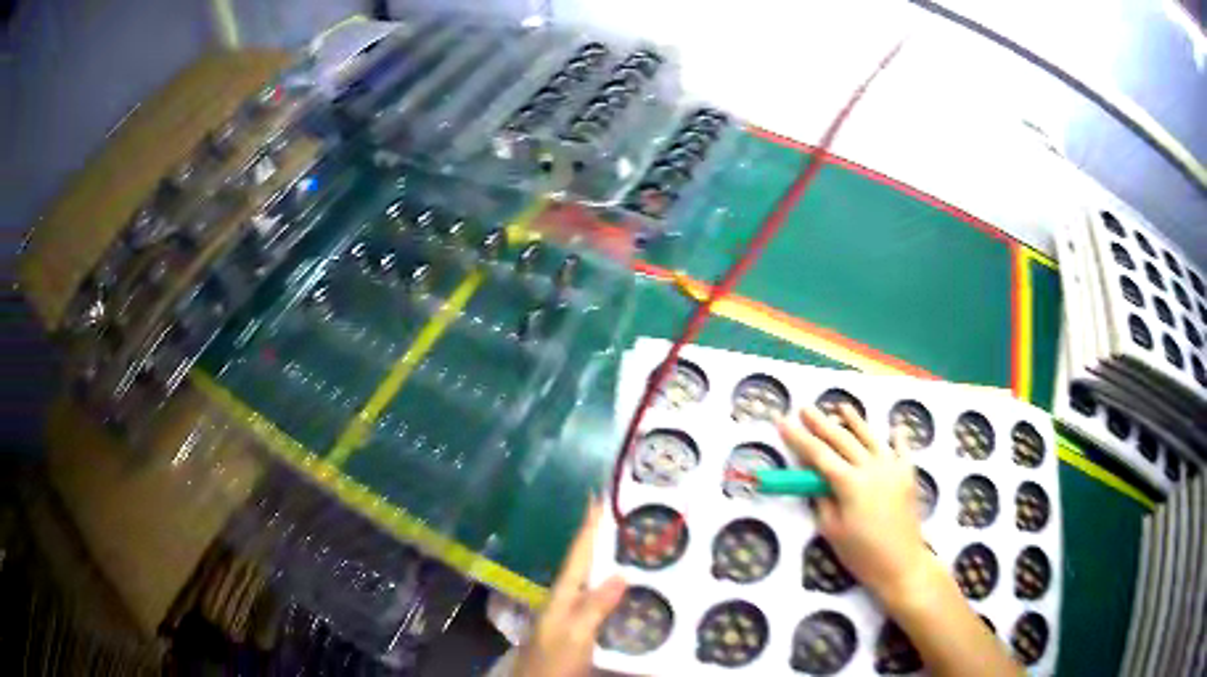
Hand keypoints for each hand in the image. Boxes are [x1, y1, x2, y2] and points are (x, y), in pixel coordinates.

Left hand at [514, 502, 627, 676]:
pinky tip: (629, 588)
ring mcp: (572, 614)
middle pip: (586, 562)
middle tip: (626, 515)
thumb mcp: (574, 634)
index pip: (579, 553)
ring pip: (593, 579)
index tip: (597, 495)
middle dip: (602, 537)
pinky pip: (600, 599)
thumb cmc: (553, 661)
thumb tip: (621, 573)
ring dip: (609, 559)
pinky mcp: (580, 629)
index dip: (589, 526)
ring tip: (633, 543)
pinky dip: (613, 586)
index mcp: (563, 594)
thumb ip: (594, 606)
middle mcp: (567, 599)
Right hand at [778, 404, 938, 608]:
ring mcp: (892, 467)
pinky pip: (902, 449)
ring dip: (854, 421)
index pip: (817, 454)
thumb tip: (816, 482)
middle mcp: (871, 467)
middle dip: (821, 423)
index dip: (798, 438)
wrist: (902, 564)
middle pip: (842, 439)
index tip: (782, 422)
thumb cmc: (862, 554)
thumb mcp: (832, 531)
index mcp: (849, 483)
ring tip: (841, 407)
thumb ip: (822, 501)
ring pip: (870, 438)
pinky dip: (897, 437)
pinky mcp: (908, 474)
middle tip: (805, 408)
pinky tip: (893, 428)